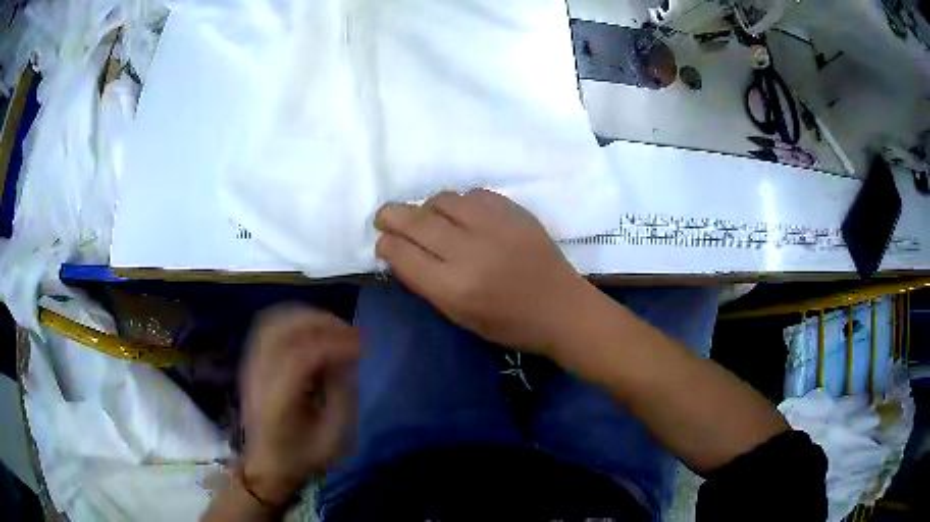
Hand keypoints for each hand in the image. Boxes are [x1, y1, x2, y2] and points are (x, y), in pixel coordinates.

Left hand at [239, 306, 359, 507]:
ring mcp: (251, 368)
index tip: (361, 345)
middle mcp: (260, 376)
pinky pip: (267, 329)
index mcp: (279, 400)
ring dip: (305, 317)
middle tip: (348, 330)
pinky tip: (309, 329)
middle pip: (283, 331)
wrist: (265, 466)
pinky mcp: (250, 365)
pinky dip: (291, 321)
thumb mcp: (331, 438)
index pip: (303, 356)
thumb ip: (341, 396)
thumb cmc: (301, 457)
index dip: (335, 344)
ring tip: (331, 326)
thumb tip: (348, 360)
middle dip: (320, 322)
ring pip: (272, 324)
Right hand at [374, 189, 594, 355]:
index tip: (383, 243)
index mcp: (453, 288)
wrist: (561, 309)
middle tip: (384, 216)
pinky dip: (460, 203)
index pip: (403, 254)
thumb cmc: (508, 324)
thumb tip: (400, 252)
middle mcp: (470, 252)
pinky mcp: (515, 212)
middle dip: (392, 215)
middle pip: (416, 221)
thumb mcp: (459, 316)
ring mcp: (494, 227)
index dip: (386, 245)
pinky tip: (462, 214)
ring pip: (444, 200)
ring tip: (428, 217)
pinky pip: (474, 194)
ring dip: (427, 207)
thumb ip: (426, 283)